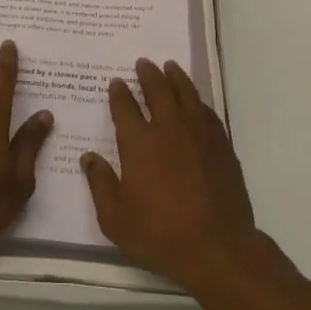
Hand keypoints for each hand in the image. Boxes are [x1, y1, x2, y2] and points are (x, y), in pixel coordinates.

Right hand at [81, 59, 262, 294]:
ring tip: (170, 67)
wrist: (217, 247)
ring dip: (176, 77)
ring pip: (186, 94)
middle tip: (144, 63)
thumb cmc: (159, 234)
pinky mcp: (221, 144)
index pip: (125, 107)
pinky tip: (195, 100)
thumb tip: (88, 158)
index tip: (117, 83)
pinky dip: (197, 100)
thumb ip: (100, 184)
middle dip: (148, 74)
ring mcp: (198, 133)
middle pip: (158, 90)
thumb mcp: (115, 218)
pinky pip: (206, 111)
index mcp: (139, 142)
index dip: (119, 93)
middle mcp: (168, 128)